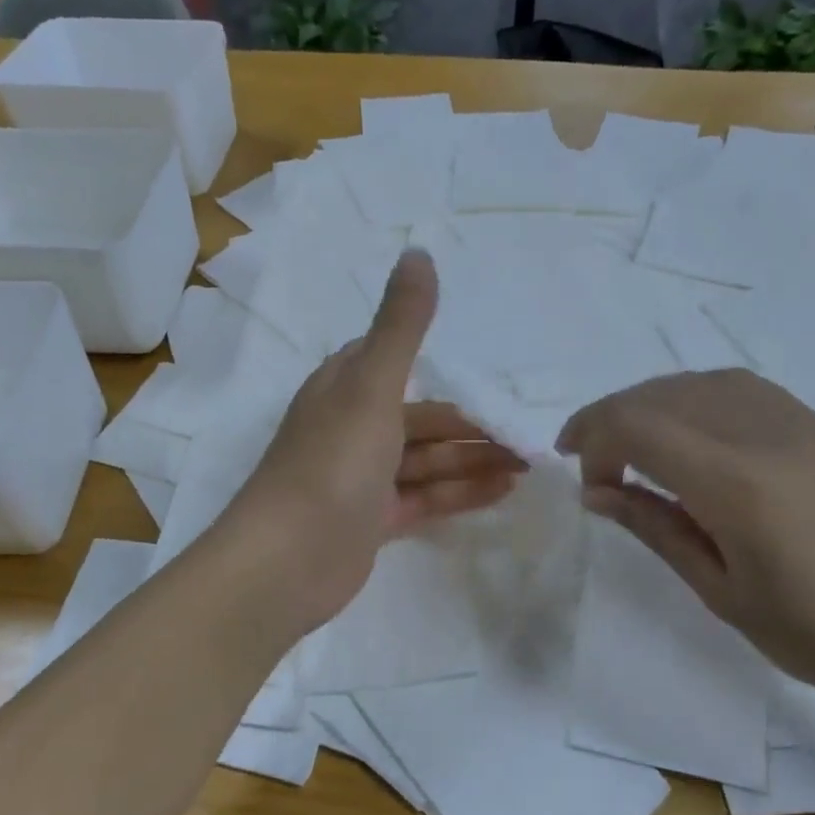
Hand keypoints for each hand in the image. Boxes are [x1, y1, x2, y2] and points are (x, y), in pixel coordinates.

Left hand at [228, 250, 524, 632]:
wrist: (286, 563)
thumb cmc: (331, 464)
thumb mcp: (372, 387)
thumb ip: (401, 325)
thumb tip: (419, 251)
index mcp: (343, 389)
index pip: (393, 362)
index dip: (440, 366)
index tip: (489, 373)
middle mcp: (351, 428)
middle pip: (421, 419)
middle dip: (471, 426)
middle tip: (527, 435)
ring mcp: (361, 478)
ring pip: (427, 461)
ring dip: (474, 460)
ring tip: (528, 463)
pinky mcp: (371, 521)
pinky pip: (424, 498)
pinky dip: (461, 492)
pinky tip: (503, 491)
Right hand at [556, 369, 814, 725]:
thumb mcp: (725, 594)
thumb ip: (656, 529)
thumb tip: (597, 494)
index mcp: (736, 479)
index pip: (637, 425)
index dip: (592, 438)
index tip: (582, 479)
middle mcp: (764, 431)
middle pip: (662, 394)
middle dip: (611, 418)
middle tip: (594, 465)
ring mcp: (800, 422)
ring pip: (701, 383)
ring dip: (653, 404)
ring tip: (636, 446)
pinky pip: (741, 390)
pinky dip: (696, 400)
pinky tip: (695, 439)